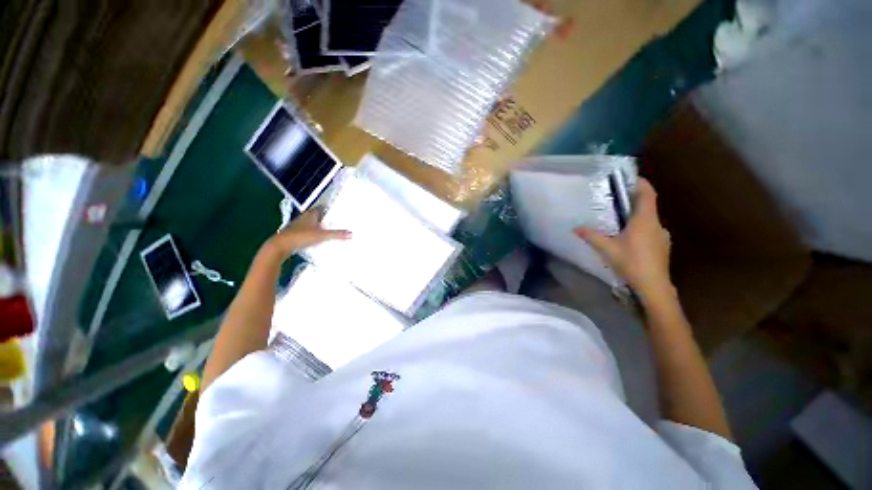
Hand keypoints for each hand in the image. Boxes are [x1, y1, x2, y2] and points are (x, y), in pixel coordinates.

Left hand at [263, 207, 350, 259]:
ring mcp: (299, 226)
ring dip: (320, 226)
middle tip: (338, 221)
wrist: (280, 246)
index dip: (330, 208)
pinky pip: (309, 231)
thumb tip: (352, 233)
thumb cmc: (301, 236)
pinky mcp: (296, 234)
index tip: (339, 211)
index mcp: (310, 214)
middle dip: (327, 218)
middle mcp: (304, 218)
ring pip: (313, 224)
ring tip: (332, 230)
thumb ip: (337, 234)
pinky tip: (320, 239)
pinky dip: (315, 233)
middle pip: (318, 215)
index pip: (322, 207)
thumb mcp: (322, 236)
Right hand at [574, 178, 672, 301]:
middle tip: (617, 201)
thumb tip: (575, 228)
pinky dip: (641, 228)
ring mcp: (662, 235)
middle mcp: (656, 224)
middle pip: (648, 206)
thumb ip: (592, 236)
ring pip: (649, 220)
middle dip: (634, 201)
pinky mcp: (662, 246)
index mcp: (645, 220)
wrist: (653, 285)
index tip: (632, 178)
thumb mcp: (607, 249)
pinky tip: (629, 239)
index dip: (642, 184)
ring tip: (620, 221)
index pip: (647, 194)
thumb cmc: (631, 262)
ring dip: (637, 216)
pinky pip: (651, 230)